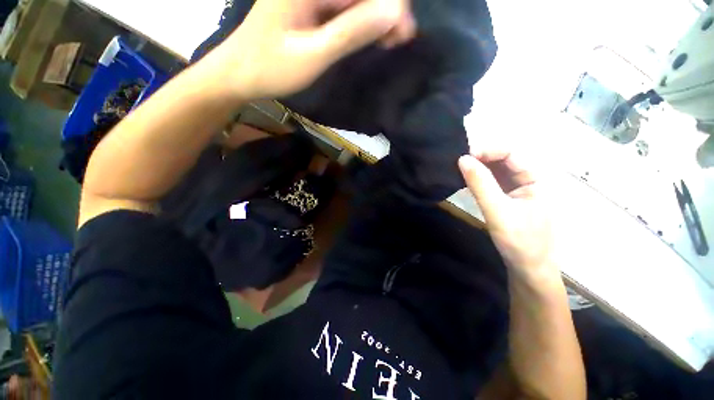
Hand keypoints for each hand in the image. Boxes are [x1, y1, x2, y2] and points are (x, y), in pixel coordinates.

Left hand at [213, 0, 415, 100]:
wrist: (241, 73)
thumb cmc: (272, 68)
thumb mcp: (313, 55)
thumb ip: (350, 33)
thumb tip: (393, 13)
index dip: (390, 4)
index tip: (404, 33)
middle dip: (385, 10)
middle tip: (398, 40)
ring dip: (375, 17)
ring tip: (388, 41)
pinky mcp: (309, 5)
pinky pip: (342, 7)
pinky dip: (360, 21)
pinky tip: (369, 36)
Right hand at [459, 151, 558, 282]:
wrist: (527, 267)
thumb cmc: (519, 241)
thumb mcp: (497, 211)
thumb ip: (480, 184)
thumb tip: (462, 159)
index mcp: (536, 178)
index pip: (511, 153)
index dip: (487, 150)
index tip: (463, 156)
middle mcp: (528, 178)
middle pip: (503, 158)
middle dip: (481, 157)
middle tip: (457, 162)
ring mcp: (517, 188)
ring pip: (496, 169)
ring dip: (478, 167)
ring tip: (458, 169)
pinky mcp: (507, 196)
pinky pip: (492, 180)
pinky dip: (478, 177)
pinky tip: (465, 179)